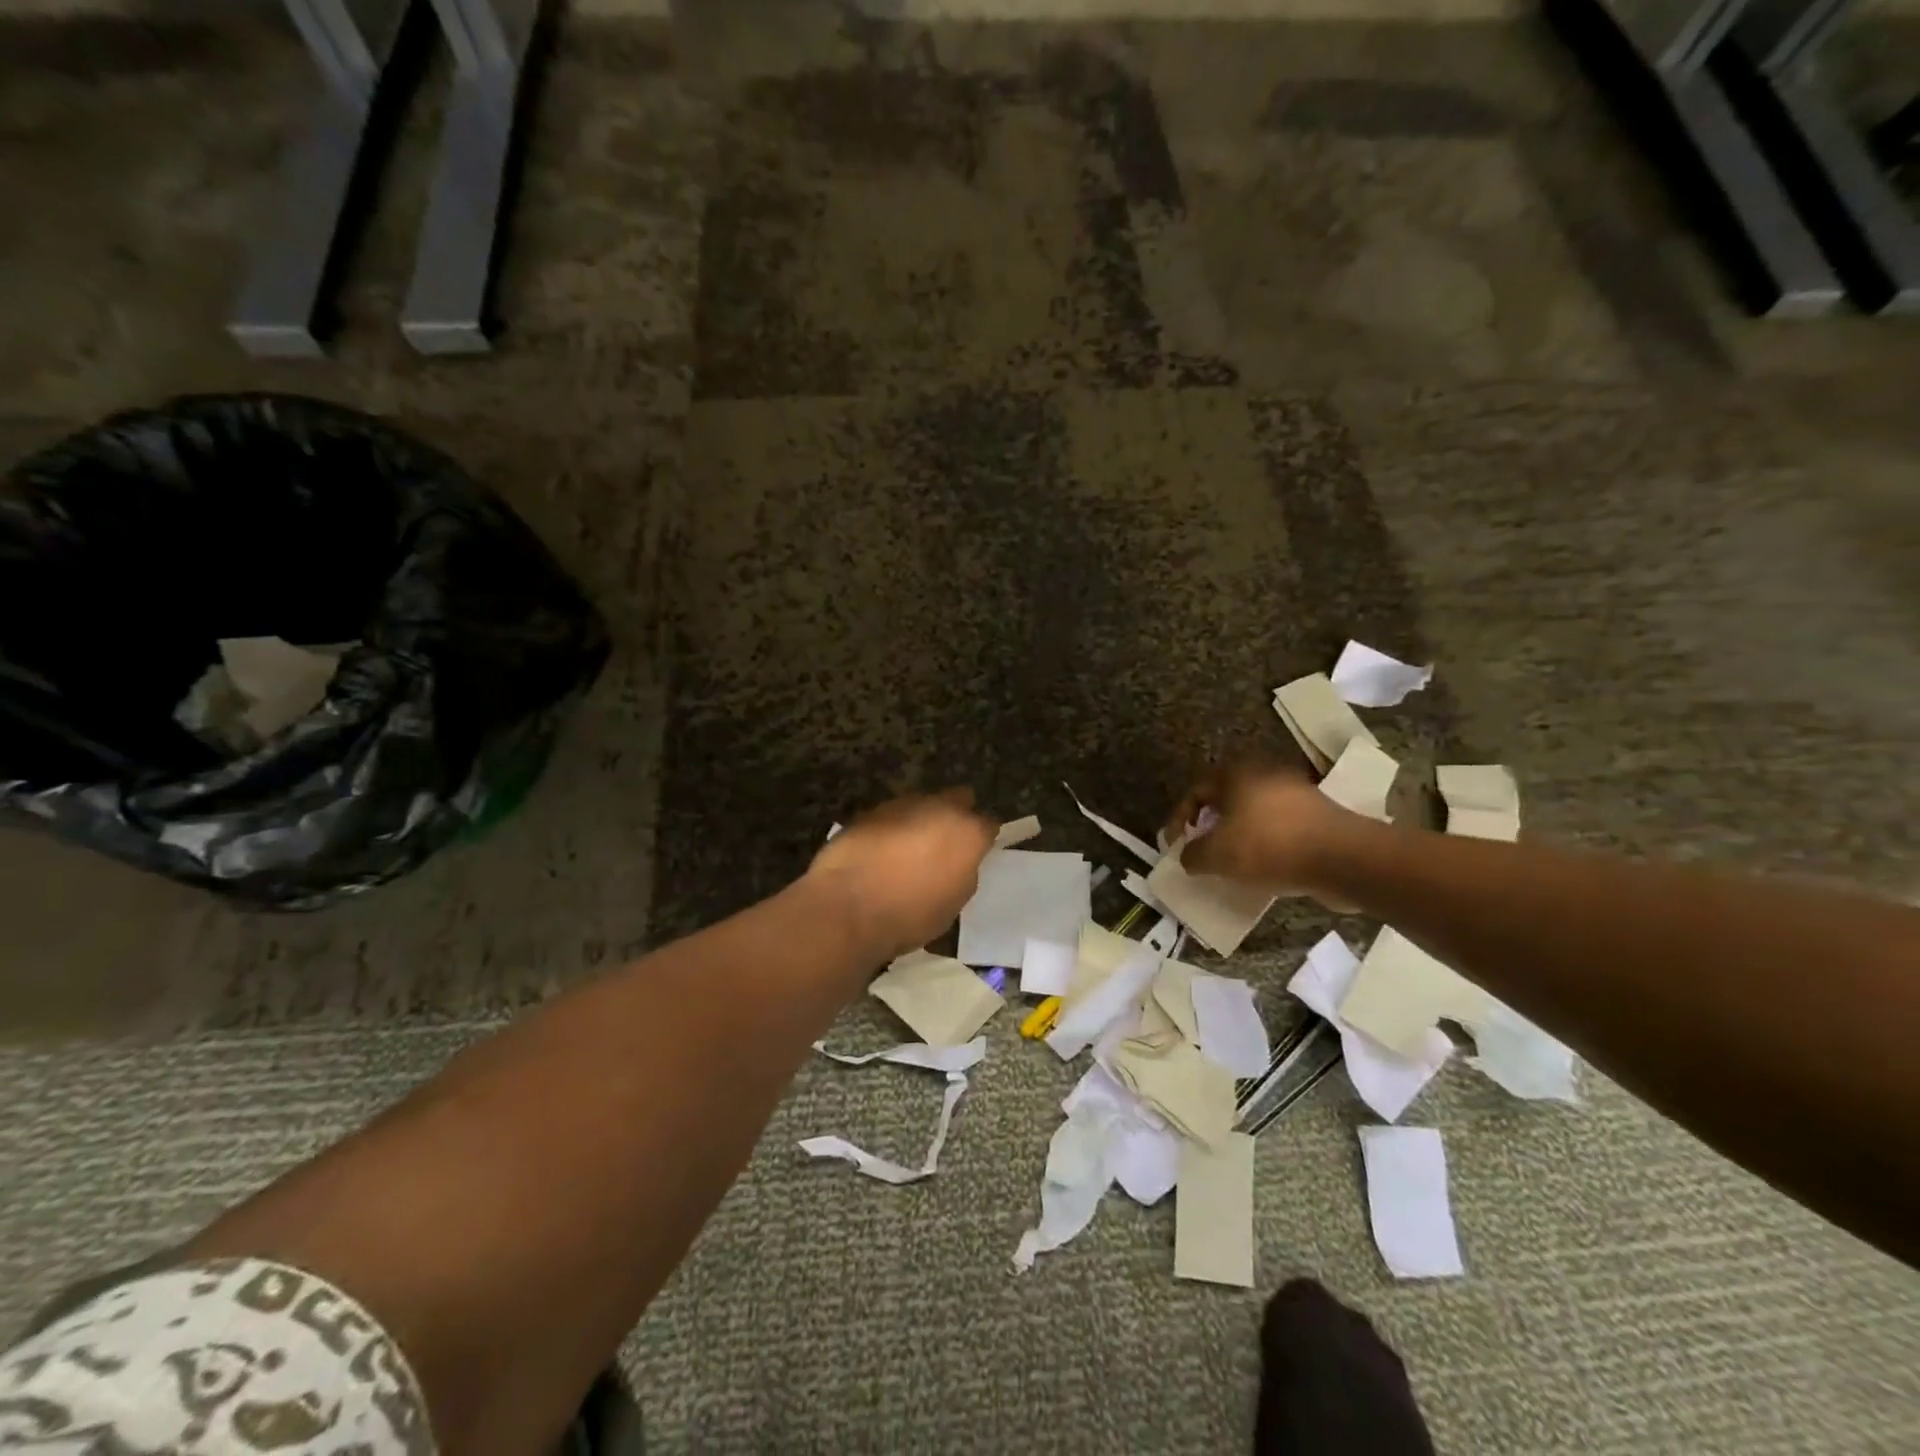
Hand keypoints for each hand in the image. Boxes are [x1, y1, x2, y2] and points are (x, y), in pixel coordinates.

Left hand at [807, 789, 995, 959]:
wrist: (848, 908)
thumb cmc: (910, 915)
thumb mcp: (953, 903)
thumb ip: (962, 872)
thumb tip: (957, 862)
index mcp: (967, 832)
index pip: (989, 823)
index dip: (983, 838)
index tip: (975, 851)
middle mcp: (939, 807)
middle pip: (958, 798)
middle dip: (956, 815)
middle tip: (945, 842)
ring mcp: (902, 805)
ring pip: (922, 804)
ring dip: (921, 820)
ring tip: (908, 849)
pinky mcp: (870, 811)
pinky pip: (891, 815)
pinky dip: (892, 828)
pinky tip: (881, 851)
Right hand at [1163, 763, 1355, 895]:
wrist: (1343, 858)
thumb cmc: (1269, 846)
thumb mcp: (1216, 855)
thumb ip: (1193, 854)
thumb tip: (1188, 856)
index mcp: (1237, 774)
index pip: (1196, 791)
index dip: (1178, 818)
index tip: (1175, 845)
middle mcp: (1265, 775)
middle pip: (1226, 800)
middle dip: (1211, 826)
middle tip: (1203, 851)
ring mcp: (1296, 793)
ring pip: (1254, 815)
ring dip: (1240, 836)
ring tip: (1233, 864)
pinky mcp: (1319, 815)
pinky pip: (1281, 828)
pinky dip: (1267, 845)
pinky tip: (1265, 869)